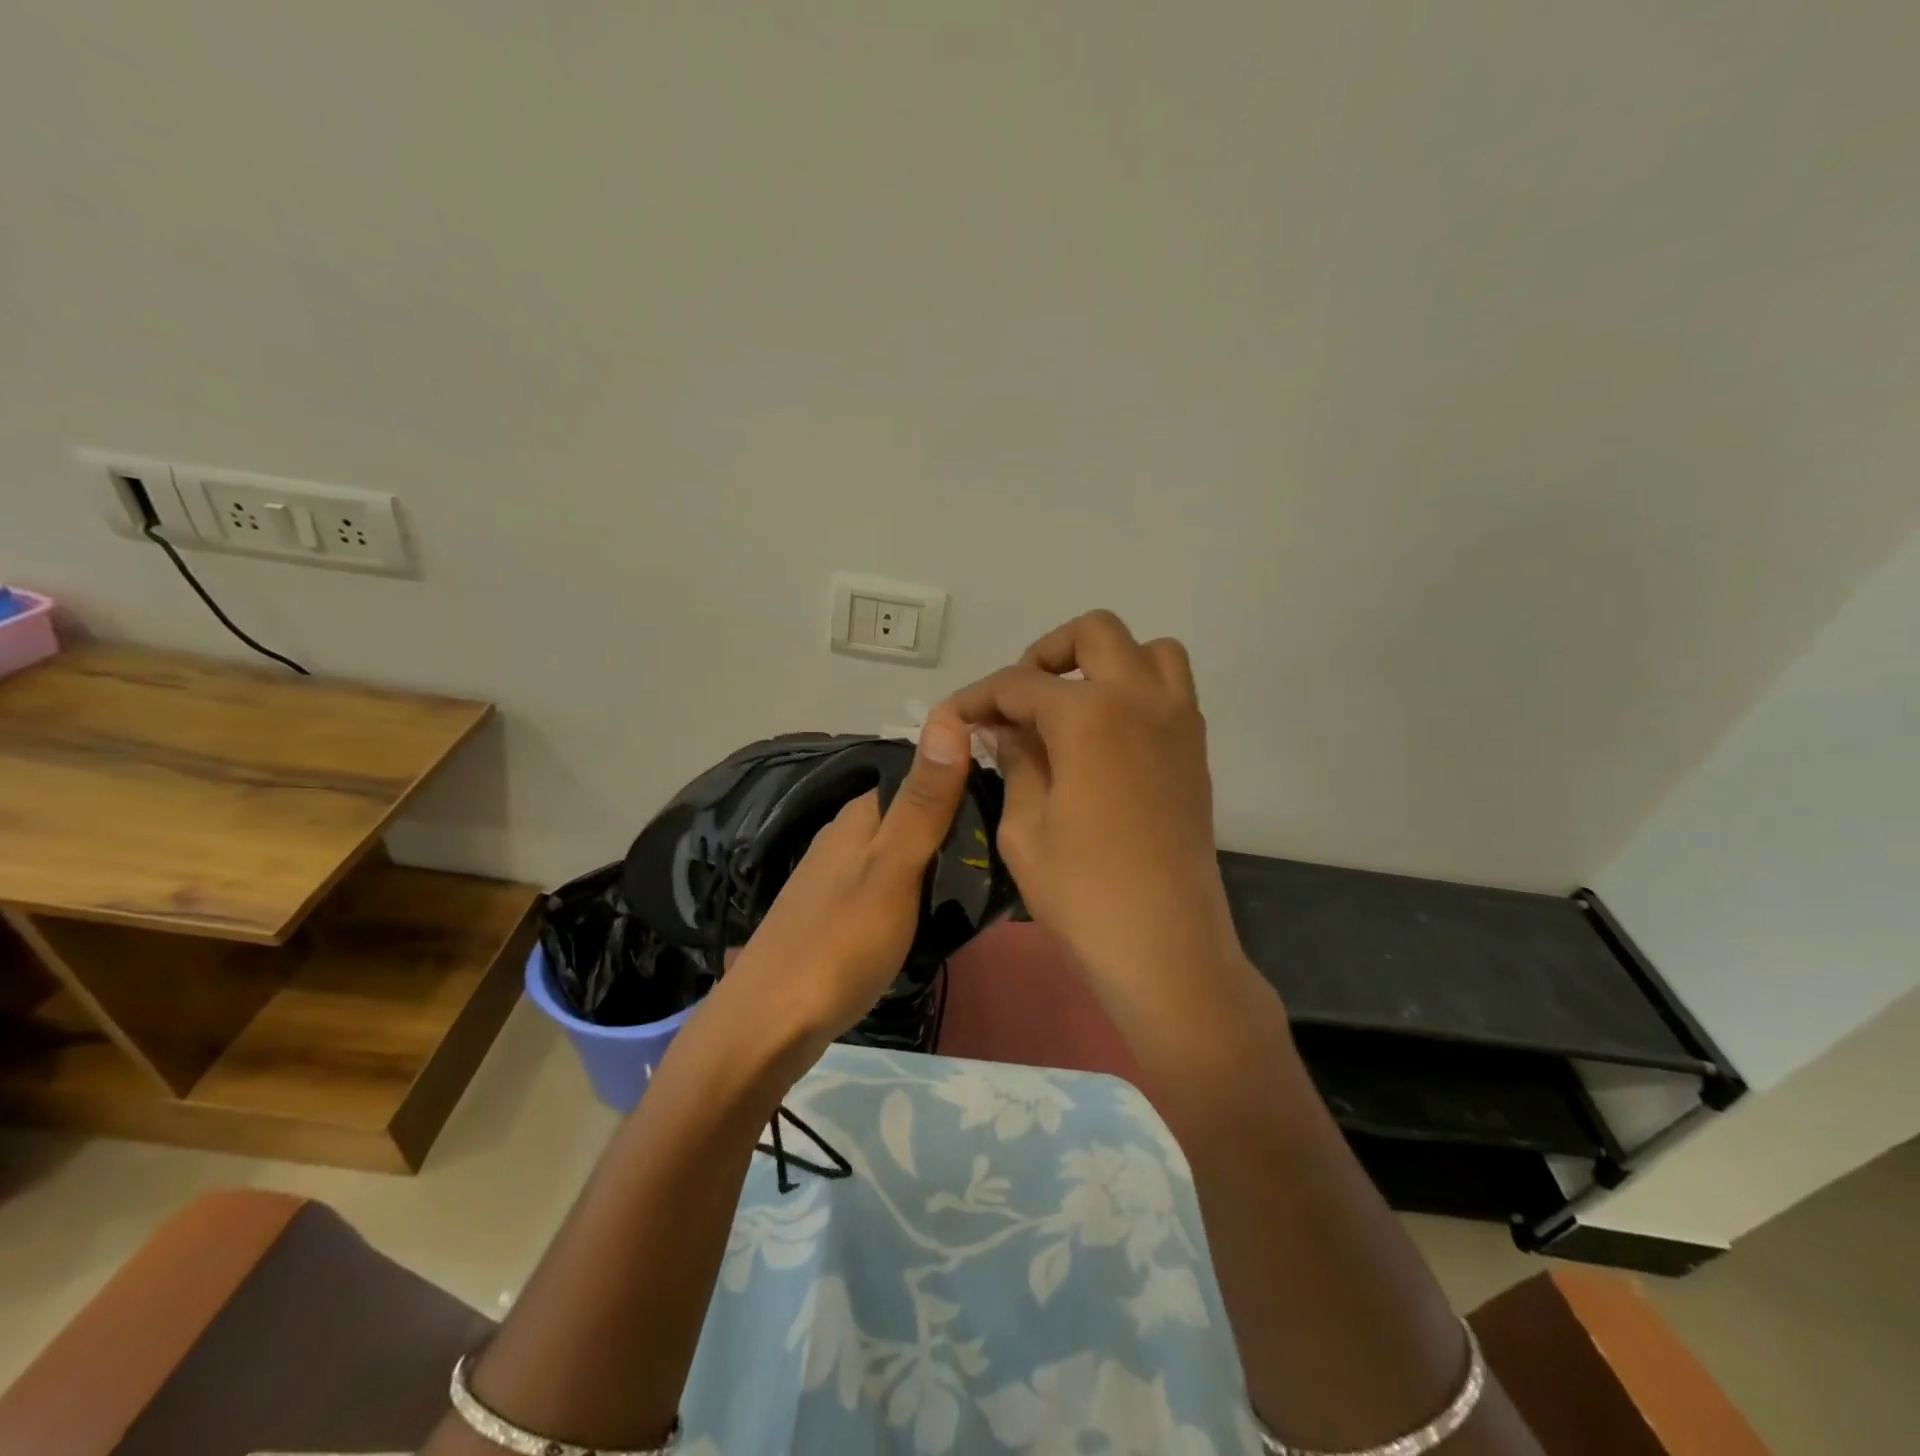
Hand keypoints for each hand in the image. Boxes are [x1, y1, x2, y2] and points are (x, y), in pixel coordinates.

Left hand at [711, 715, 973, 1069]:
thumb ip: (924, 802)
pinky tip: (936, 916)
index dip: (965, 782)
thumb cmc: (840, 943)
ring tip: (982, 886)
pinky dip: (916, 893)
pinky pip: (888, 886)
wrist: (770, 1024)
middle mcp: (845, 836)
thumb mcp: (894, 869)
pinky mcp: (835, 913)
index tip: (1012, 805)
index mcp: (860, 816)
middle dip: (956, 827)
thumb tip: (946, 717)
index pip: (921, 777)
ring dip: (938, 862)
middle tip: (1005, 855)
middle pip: (912, 817)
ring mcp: (836, 877)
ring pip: (900, 853)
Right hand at [946, 610, 1246, 1004]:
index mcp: (1089, 715)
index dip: (978, 696)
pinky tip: (1103, 737)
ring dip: (1104, 661)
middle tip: (1018, 701)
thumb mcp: (1023, 828)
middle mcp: (1140, 699)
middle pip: (1094, 633)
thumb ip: (1015, 761)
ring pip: (1148, 650)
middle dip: (1045, 655)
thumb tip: (1003, 727)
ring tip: (1070, 706)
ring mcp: (1178, 721)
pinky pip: (1170, 689)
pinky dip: (1135, 690)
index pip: (1019, 684)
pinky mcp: (1195, 750)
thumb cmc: (1082, 894)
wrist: (1166, 947)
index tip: (953, 716)